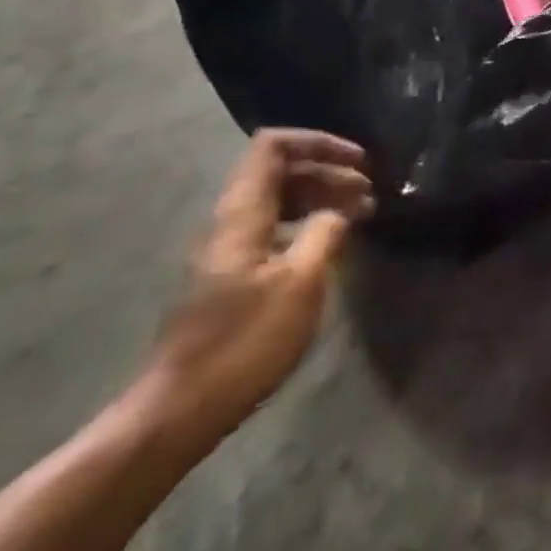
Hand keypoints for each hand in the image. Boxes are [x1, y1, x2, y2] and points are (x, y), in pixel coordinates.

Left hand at [136, 129, 372, 451]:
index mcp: (241, 215)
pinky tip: (331, 242)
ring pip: (276, 199)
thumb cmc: (245, 341)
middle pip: (277, 170)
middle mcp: (229, 222)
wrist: (181, 408)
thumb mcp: (301, 283)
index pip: (272, 147)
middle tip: (370, 191)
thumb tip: (341, 210)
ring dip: (320, 196)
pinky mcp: (231, 276)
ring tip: (360, 213)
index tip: (360, 161)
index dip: (318, 142)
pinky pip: (273, 227)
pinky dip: (307, 222)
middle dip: (328, 170)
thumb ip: (325, 233)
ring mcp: (227, 250)